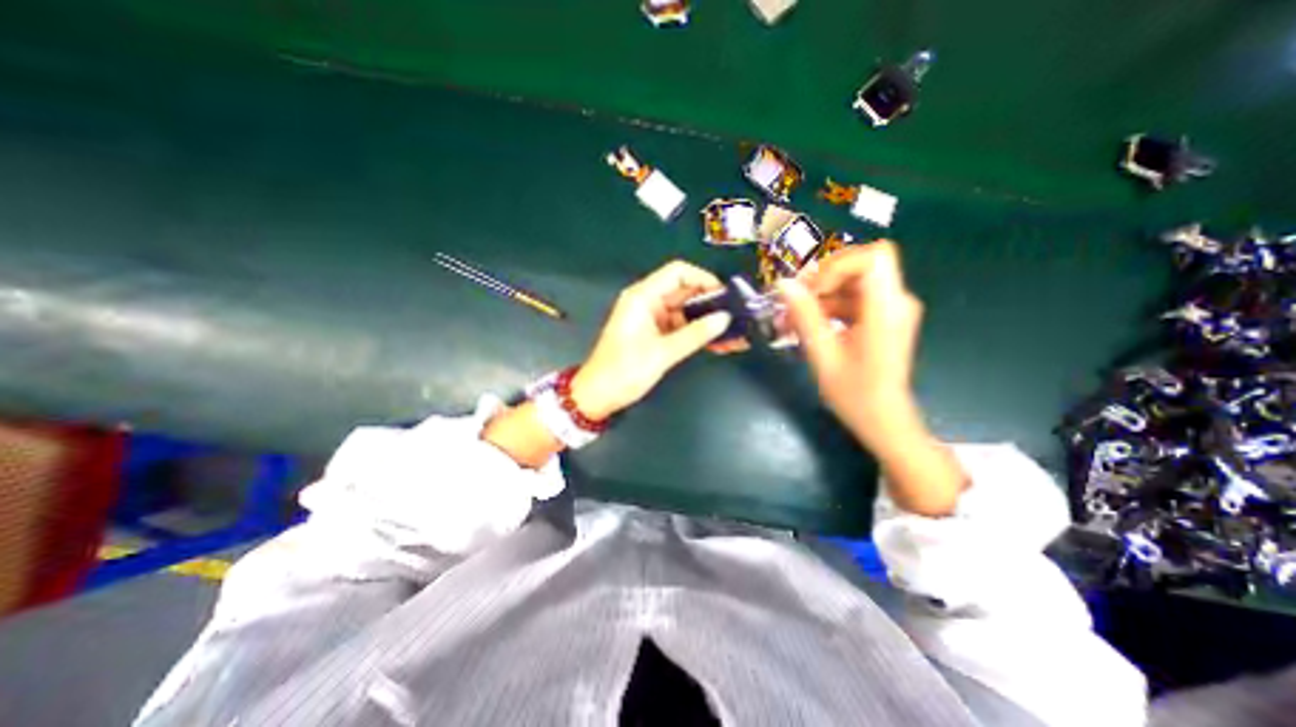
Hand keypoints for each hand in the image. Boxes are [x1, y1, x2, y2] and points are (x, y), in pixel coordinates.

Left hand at [570, 261, 732, 419]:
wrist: (599, 395)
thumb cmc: (623, 371)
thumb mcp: (662, 353)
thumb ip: (695, 335)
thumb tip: (723, 319)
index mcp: (643, 297)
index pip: (678, 272)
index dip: (703, 279)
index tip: (725, 296)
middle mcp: (648, 302)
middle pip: (685, 292)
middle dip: (711, 304)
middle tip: (737, 316)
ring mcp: (652, 319)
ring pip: (687, 312)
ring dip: (708, 322)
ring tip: (734, 334)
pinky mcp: (656, 334)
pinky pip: (682, 328)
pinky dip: (698, 334)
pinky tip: (720, 343)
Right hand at [774, 245, 927, 447]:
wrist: (883, 420)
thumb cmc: (855, 394)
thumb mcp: (823, 354)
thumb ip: (804, 316)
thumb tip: (783, 284)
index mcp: (887, 309)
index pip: (873, 257)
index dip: (837, 265)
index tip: (812, 290)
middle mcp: (895, 301)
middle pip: (859, 266)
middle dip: (821, 280)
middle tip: (793, 302)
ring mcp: (890, 309)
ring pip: (851, 283)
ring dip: (818, 297)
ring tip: (789, 320)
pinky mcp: (882, 317)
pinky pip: (852, 299)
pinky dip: (827, 308)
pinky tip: (806, 326)